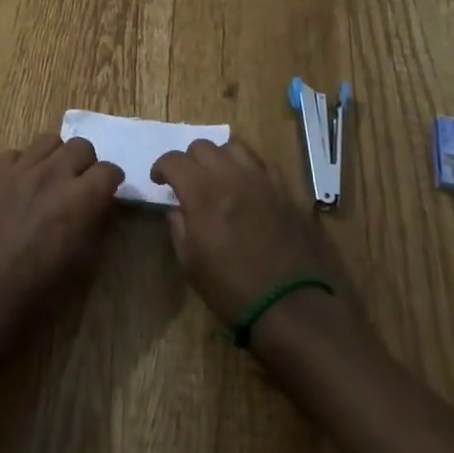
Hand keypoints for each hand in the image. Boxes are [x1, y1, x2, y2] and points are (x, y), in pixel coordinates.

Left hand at [0, 134, 122, 338]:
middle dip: (86, 163)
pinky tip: (22, 184)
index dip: (112, 180)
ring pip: (49, 140)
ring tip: (51, 177)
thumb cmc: (44, 284)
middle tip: (80, 183)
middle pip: (81, 145)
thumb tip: (101, 202)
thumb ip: (97, 219)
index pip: (109, 169)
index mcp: (81, 196)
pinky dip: (24, 164)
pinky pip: (16, 154)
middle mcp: (54, 173)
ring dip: (56, 156)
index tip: (108, 191)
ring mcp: (22, 169)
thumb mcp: (85, 257)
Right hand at [150, 138, 342, 329]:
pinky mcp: (288, 190)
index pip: (173, 160)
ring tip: (221, 179)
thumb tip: (178, 209)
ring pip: (235, 147)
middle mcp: (232, 176)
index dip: (161, 167)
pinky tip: (250, 189)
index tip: (160, 182)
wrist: (293, 306)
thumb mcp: (190, 264)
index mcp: (202, 192)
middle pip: (203, 146)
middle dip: (189, 161)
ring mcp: (264, 180)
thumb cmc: (233, 290)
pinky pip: (264, 165)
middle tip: (189, 182)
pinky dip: (250, 170)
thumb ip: (178, 227)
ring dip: (221, 158)